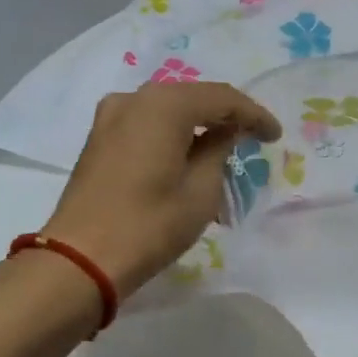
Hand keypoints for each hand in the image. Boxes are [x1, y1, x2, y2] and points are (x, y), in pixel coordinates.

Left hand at [42, 81, 280, 296]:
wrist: (81, 259)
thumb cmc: (150, 225)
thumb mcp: (201, 191)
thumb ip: (218, 151)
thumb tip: (224, 132)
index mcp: (164, 105)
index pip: (222, 98)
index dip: (254, 115)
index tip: (275, 136)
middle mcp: (134, 98)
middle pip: (192, 97)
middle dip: (225, 115)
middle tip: (253, 137)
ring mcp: (111, 116)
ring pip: (168, 110)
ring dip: (198, 125)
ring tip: (224, 147)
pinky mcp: (99, 138)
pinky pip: (147, 124)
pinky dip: (172, 134)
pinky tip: (188, 153)